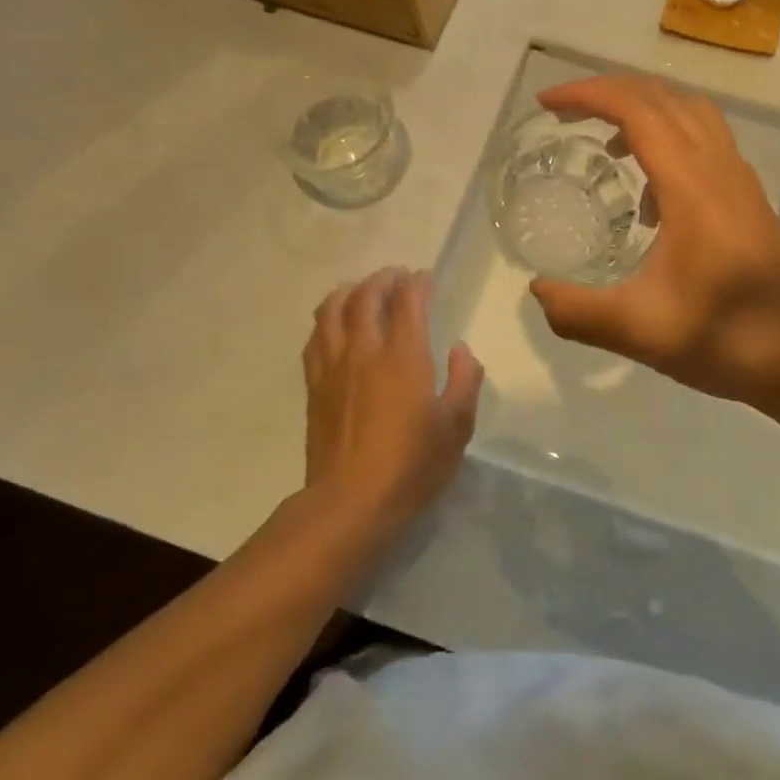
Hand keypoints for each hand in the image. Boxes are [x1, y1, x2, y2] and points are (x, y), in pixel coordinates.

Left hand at [302, 268, 481, 533]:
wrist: (349, 503)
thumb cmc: (411, 464)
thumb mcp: (457, 426)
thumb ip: (465, 380)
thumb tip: (459, 349)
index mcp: (403, 356)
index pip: (408, 301)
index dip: (417, 283)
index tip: (425, 278)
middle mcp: (364, 350)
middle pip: (366, 296)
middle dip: (383, 279)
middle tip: (397, 276)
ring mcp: (333, 366)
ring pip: (332, 309)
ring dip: (349, 291)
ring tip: (362, 291)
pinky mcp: (314, 386)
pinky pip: (315, 338)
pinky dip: (327, 320)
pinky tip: (335, 325)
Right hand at [528, 76, 779, 413]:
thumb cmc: (725, 338)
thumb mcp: (639, 331)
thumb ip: (577, 312)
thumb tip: (537, 290)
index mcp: (691, 184)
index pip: (635, 109)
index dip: (586, 95)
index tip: (545, 104)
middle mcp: (718, 166)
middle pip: (662, 97)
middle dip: (608, 93)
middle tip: (564, 113)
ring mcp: (739, 179)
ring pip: (689, 112)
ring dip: (643, 111)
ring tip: (605, 144)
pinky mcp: (748, 197)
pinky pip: (705, 141)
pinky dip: (668, 140)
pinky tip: (649, 198)